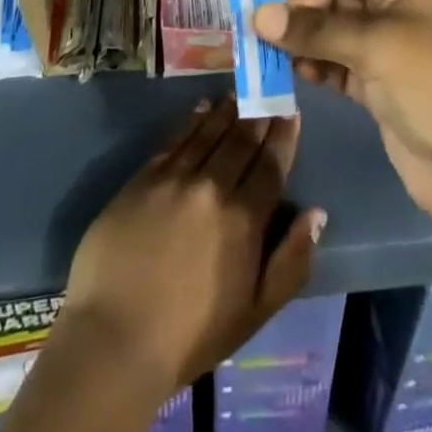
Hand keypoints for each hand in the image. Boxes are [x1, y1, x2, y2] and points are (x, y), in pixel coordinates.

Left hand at [58, 96, 324, 400]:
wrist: (114, 339)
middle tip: (267, 92)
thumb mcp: (255, 312)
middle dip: (258, 115)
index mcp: (244, 219)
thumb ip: (291, 262)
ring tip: (238, 95)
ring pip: (209, 132)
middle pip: (241, 140)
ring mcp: (175, 178)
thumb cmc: (191, 336)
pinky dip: (192, 121)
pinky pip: (174, 139)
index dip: (283, 136)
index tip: (291, 111)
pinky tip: (200, 109)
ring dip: (227, 111)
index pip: (271, 165)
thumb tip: (316, 213)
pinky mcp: (143, 178)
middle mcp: (212, 187)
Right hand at [255, 0, 431, 241]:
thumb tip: (258, 15)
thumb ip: (315, 29)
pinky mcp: (373, 85)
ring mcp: (381, 50)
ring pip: (328, 31)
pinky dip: (312, 64)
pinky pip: (333, 63)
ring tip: (263, 48)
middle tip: (254, 23)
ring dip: (298, 37)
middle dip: (295, 7)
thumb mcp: (374, 47)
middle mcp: (390, 11)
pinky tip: (291, 71)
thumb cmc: (429, 88)